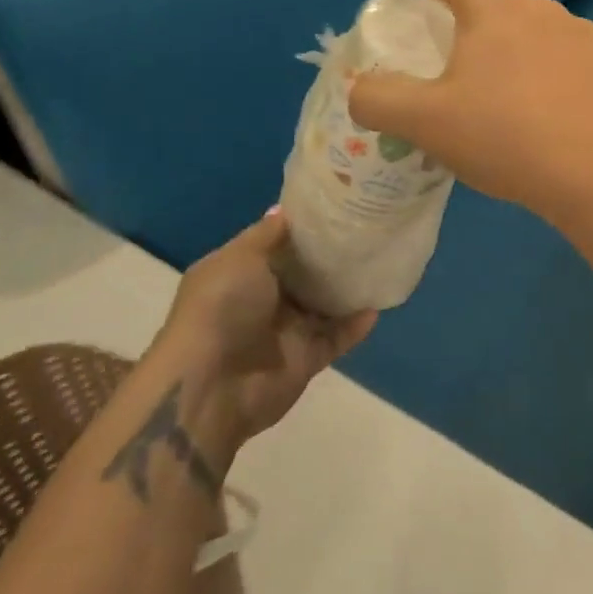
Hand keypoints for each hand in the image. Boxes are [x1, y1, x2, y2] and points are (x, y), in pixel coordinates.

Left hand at [152, 210, 375, 470]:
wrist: (212, 386)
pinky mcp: (305, 360)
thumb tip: (284, 210)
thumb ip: (266, 235)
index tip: (335, 207)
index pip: (276, 245)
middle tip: (367, 230)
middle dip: (330, 256)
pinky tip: (377, 305)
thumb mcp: (239, 258)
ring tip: (380, 262)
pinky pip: (337, 338)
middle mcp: (263, 301)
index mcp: (240, 273)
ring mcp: (285, 332)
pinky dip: (356, 325)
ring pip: (324, 305)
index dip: (302, 228)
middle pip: (304, 274)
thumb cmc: (221, 309)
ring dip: (347, 289)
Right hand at [347, 0, 592, 222]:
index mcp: (492, 13)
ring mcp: (584, 35)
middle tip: (467, 81)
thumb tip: (360, 89)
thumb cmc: (505, 138)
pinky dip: (561, 76)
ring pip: (539, 31)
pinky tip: (560, 119)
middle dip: (477, 30)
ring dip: (521, 53)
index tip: (429, 10)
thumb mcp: (424, 124)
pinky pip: (575, 58)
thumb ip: (378, 100)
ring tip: (517, 106)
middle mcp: (540, 10)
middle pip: (498, 3)